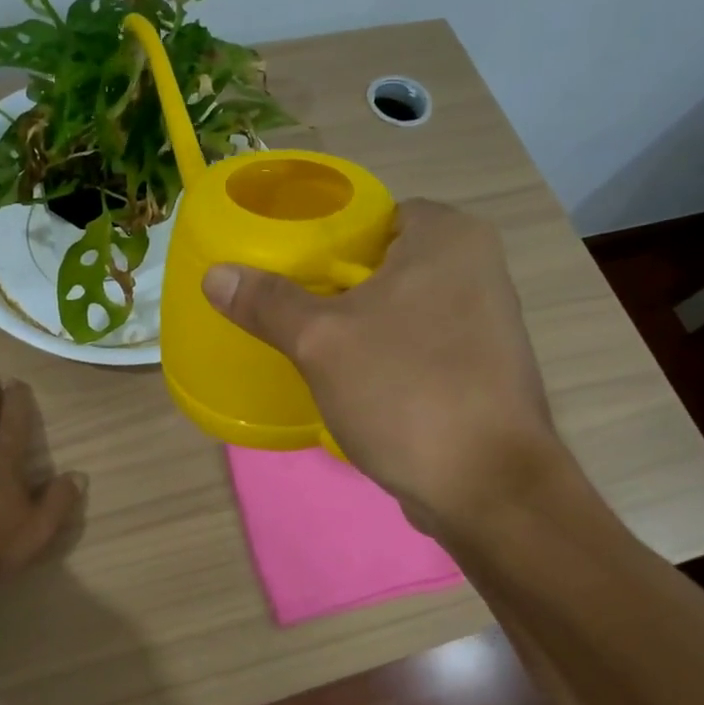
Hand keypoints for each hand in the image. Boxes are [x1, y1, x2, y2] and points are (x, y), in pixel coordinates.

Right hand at [203, 199, 568, 531]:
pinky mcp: (484, 369)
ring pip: (403, 308)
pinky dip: (389, 357)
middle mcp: (478, 267)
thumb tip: (216, 275)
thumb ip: (268, 302)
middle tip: (292, 313)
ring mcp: (487, 322)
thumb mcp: (321, 342)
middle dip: (338, 289)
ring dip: (362, 326)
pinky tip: (356, 384)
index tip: (289, 274)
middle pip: (386, 263)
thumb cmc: (406, 391)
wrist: (487, 487)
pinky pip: (420, 345)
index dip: (327, 241)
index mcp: (449, 237)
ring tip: (314, 348)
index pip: (374, 217)